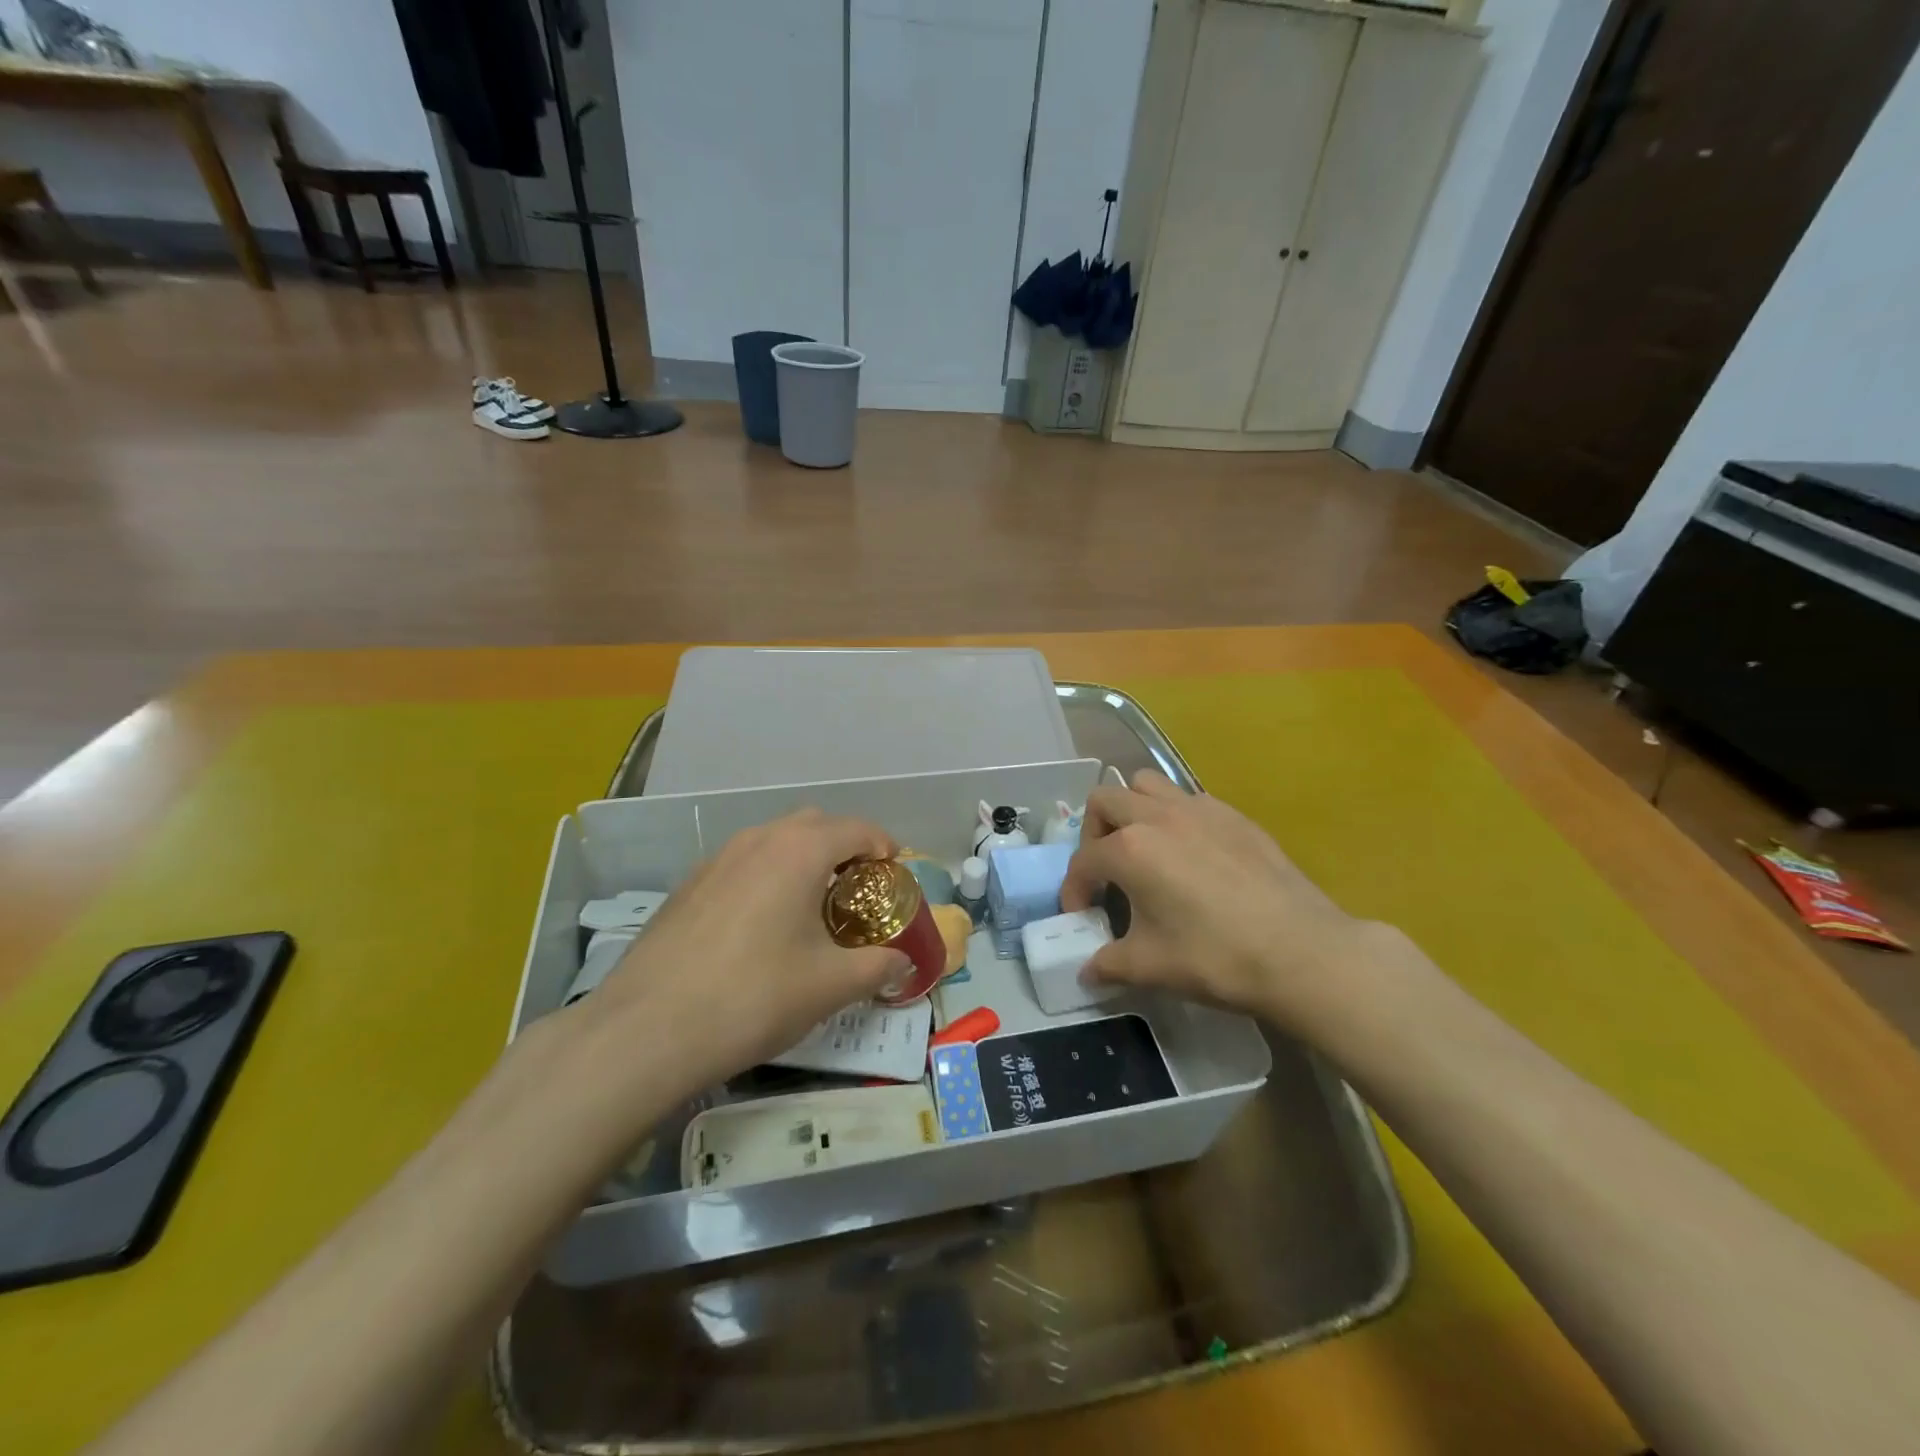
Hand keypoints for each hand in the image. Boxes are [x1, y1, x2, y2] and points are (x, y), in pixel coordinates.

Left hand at [584, 810, 912, 1086]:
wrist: (646, 1030)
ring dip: (802, 860)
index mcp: (799, 850)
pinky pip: (742, 864)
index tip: (895, 874)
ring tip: (811, 907)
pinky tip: (760, 926)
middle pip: (814, 824)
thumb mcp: (830, 986)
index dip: (884, 847)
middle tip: (857, 890)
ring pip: (773, 841)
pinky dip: (766, 877)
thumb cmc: (754, 996)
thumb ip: (877, 967)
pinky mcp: (688, 885)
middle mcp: (758, 840)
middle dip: (843, 847)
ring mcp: (716, 859)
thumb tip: (902, 963)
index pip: (856, 829)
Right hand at [1060, 769, 1392, 1031]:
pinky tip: (1191, 856)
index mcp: (1130, 849)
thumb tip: (1088, 971)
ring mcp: (1199, 809)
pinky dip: (1174, 817)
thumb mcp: (1151, 966)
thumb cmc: (1216, 957)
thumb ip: (1109, 963)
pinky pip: (1188, 799)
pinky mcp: (1234, 815)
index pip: (1083, 861)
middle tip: (1107, 871)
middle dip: (1093, 833)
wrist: (1301, 952)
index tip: (1082, 915)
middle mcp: (1158, 816)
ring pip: (1147, 785)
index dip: (1074, 889)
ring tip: (1144, 849)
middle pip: (1105, 800)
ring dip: (1132, 810)